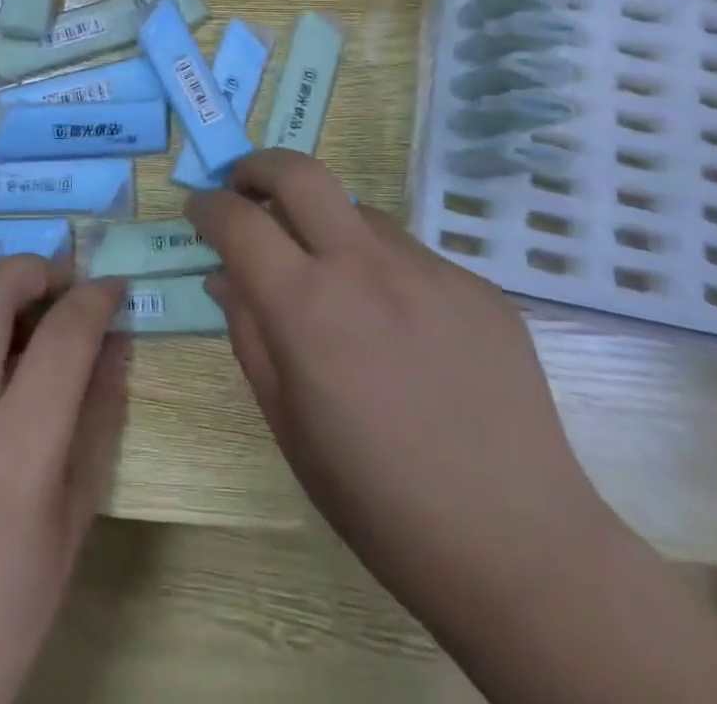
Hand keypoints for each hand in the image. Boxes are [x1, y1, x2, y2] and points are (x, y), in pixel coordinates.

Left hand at [0, 259, 127, 703]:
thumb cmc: (9, 603)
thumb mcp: (75, 512)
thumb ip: (99, 412)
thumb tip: (114, 337)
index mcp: (15, 454)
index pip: (63, 336)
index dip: (96, 298)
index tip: (110, 288)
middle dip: (31, 269)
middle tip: (55, 284)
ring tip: (7, 310)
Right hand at [187, 150, 610, 641]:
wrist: (516, 548)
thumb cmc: (377, 501)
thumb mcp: (288, 423)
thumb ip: (249, 334)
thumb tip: (225, 276)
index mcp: (307, 307)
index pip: (238, 221)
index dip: (208, 208)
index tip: (200, 213)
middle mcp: (366, 266)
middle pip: (300, 172)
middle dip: (258, 168)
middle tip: (245, 190)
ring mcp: (429, 268)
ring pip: (359, 214)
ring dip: (327, 228)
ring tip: (333, 282)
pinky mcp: (476, 283)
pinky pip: (410, 255)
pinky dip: (383, 270)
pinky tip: (401, 329)